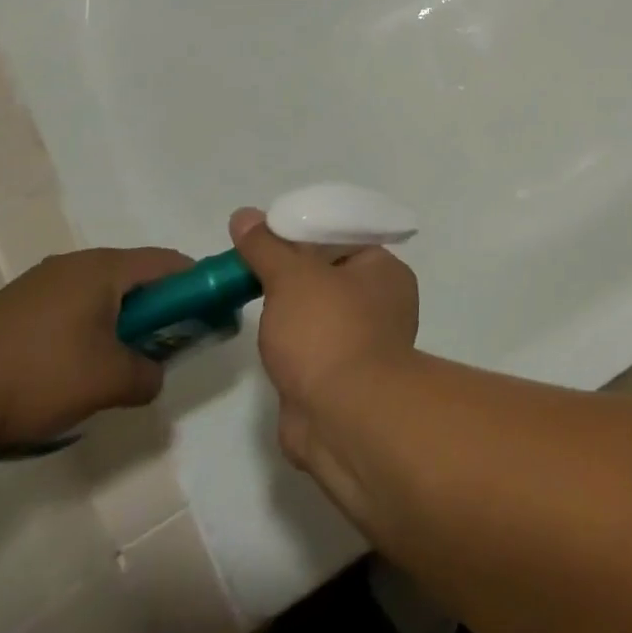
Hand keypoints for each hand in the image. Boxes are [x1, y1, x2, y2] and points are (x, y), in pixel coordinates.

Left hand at [0, 248, 193, 454]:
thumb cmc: (36, 377)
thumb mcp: (108, 383)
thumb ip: (148, 375)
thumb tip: (153, 375)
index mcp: (106, 268)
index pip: (171, 263)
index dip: (196, 287)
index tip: (205, 317)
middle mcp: (76, 263)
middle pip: (135, 276)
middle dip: (156, 309)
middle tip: (162, 346)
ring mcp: (38, 282)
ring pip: (99, 293)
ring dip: (118, 320)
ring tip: (113, 363)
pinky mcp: (10, 307)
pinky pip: (67, 306)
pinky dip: (83, 328)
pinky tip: (68, 368)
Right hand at [229, 208, 418, 465]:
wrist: (343, 417)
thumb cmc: (328, 331)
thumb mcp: (292, 277)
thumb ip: (267, 246)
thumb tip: (245, 215)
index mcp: (386, 269)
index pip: (343, 239)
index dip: (304, 236)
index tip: (265, 238)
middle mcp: (385, 301)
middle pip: (331, 275)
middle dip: (293, 275)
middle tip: (250, 269)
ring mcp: (367, 342)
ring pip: (322, 314)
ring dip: (292, 313)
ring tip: (251, 300)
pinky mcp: (345, 378)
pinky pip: (316, 348)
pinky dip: (294, 345)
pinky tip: (267, 342)